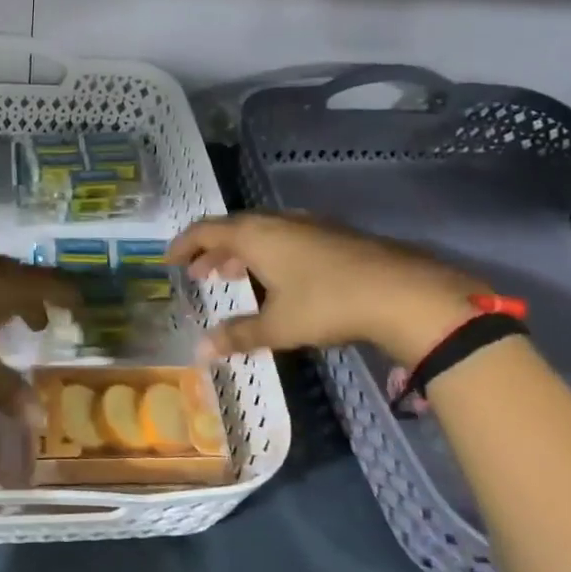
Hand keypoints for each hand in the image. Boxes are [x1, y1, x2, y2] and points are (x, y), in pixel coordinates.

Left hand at [0, 249, 79, 412]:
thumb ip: (9, 390)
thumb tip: (41, 420)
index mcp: (8, 283)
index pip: (50, 284)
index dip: (67, 296)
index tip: (79, 307)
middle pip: (20, 279)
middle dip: (33, 300)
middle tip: (40, 323)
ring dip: (2, 298)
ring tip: (3, 321)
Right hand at [170, 212, 486, 366]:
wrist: (401, 291)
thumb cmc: (327, 304)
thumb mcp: (278, 325)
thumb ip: (238, 335)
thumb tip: (200, 350)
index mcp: (255, 235)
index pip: (206, 230)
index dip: (184, 244)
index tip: (169, 259)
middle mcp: (277, 222)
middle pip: (233, 228)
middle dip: (212, 250)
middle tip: (198, 273)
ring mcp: (307, 225)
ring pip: (261, 232)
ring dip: (241, 252)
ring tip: (232, 275)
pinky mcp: (332, 234)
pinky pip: (284, 237)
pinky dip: (267, 253)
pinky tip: (278, 277)